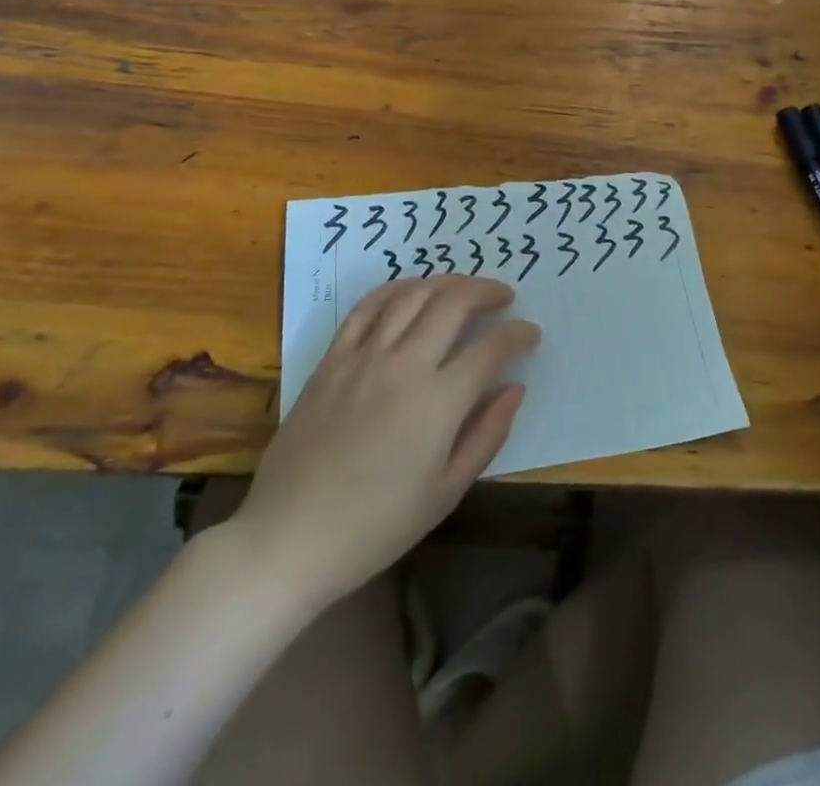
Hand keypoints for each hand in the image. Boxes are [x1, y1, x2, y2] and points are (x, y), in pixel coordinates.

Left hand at [227, 276, 539, 609]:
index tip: (530, 334)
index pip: (491, 348)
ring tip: (464, 288)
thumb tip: (514, 387)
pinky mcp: (332, 358)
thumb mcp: (446, 492)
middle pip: (454, 303)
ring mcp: (364, 356)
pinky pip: (366, 307)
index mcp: (439, 402)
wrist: (290, 537)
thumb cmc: (376, 526)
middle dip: (486, 292)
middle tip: (503, 297)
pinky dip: (395, 289)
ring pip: (413, 295)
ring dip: (446, 282)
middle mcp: (405, 364)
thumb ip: (487, 434)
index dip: (518, 335)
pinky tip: (411, 290)